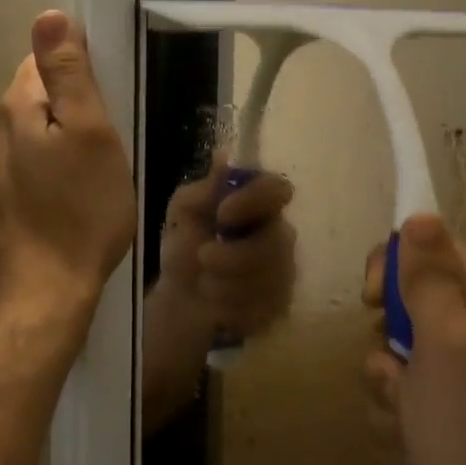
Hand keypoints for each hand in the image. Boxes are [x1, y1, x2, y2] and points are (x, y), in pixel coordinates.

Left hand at [0, 11, 135, 327]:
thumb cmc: (80, 210)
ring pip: (35, 134)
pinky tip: (75, 195)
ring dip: (64, 140)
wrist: (46, 293)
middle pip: (37, 96)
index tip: (107, 99)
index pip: (41, 60)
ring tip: (97, 170)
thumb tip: (49, 16)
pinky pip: (31, 165)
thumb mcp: (90, 133)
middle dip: (72, 107)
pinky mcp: (0, 202)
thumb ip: (68, 74)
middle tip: (110, 140)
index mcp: (15, 108)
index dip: (78, 70)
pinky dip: (54, 168)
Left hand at [155, 153, 296, 336]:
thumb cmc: (185, 245)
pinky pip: (264, 308)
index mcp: (259, 204)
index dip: (255, 199)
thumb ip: (205, 188)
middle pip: (276, 241)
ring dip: (226, 283)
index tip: (223, 213)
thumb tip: (225, 156)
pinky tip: (217, 304)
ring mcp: (285, 272)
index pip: (278, 189)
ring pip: (269, 279)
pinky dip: (231, 307)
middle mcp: (280, 234)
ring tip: (204, 283)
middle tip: (203, 257)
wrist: (180, 297)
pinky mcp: (280, 306)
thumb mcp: (184, 211)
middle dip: (234, 255)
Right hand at [360, 216, 465, 464]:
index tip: (373, 299)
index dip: (394, 266)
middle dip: (386, 352)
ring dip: (389, 400)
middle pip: (402, 311)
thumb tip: (420, 215)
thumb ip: (429, 277)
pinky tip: (416, 457)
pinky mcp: (441, 423)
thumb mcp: (446, 341)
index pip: (429, 250)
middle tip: (398, 378)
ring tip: (413, 430)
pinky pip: (395, 407)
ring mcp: (457, 384)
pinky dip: (397, 432)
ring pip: (389, 365)